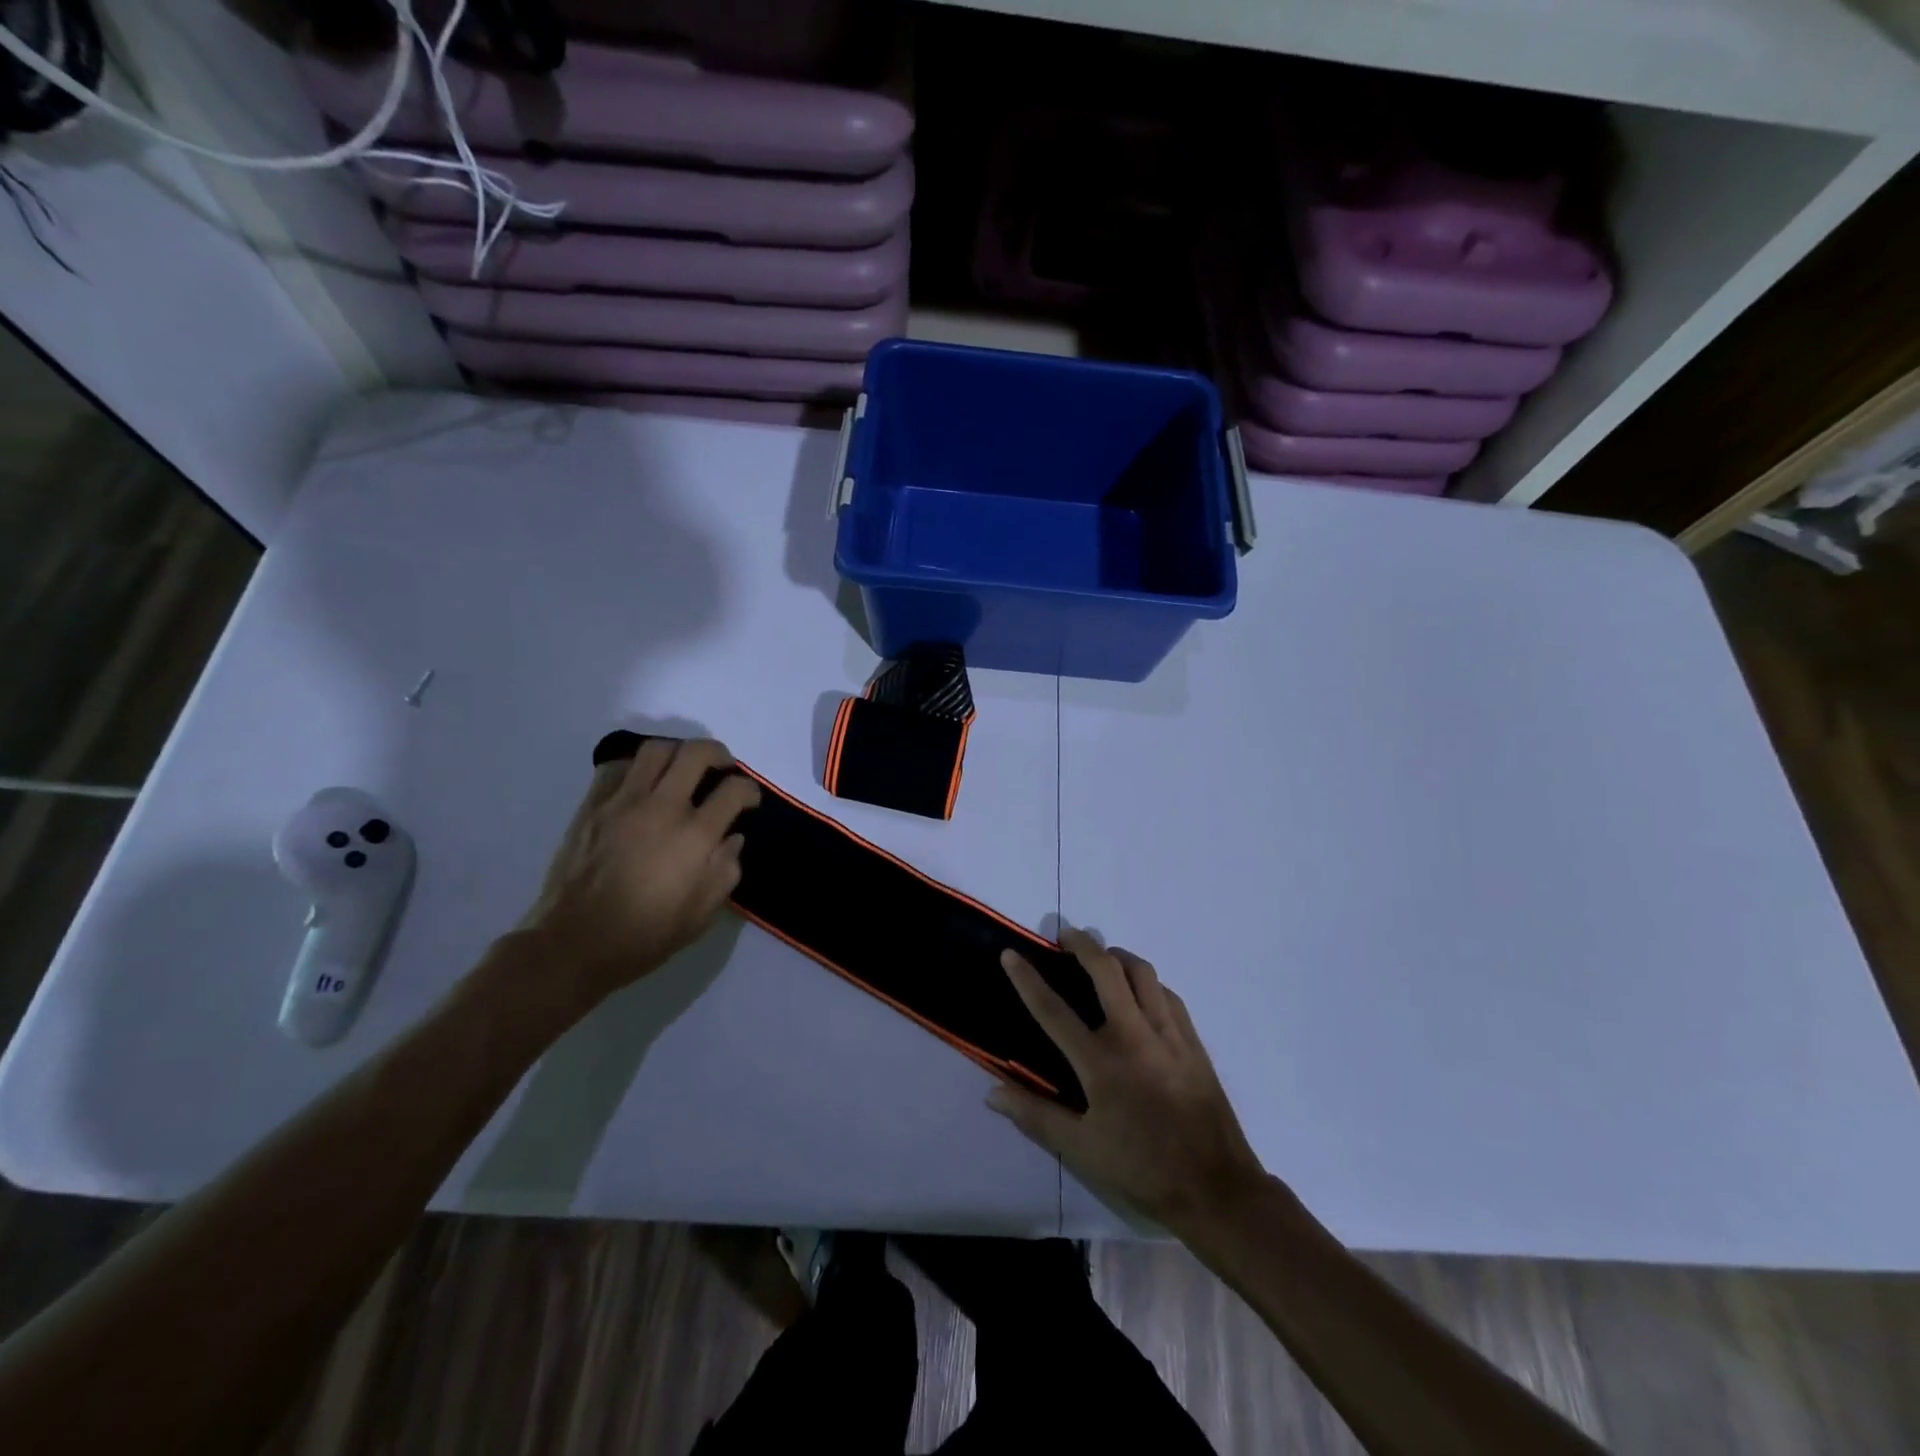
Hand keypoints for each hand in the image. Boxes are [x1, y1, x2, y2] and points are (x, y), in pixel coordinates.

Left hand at [519, 738, 759, 1010]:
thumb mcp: (703, 914)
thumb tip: (732, 838)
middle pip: (697, 753)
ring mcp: (623, 802)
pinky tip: (642, 784)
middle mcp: (662, 807)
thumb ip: (726, 869)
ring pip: (656, 749)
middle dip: (719, 754)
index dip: (750, 790)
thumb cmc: (646, 934)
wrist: (575, 943)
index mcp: (695, 835)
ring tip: (682, 768)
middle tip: (723, 768)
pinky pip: (616, 767)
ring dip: (677, 752)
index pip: (734, 790)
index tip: (750, 801)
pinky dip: (636, 767)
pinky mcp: (593, 806)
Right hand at [991, 928, 1267, 1237]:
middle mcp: (1134, 1036)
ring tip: (1102, 956)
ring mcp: (1168, 1034)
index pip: (1054, 1010)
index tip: (1011, 953)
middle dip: (1082, 944)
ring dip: (1117, 956)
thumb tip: (992, 1093)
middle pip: (1106, 971)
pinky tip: (1141, 991)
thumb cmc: (1141, 1168)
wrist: (1216, 1187)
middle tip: (1065, 936)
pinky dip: (1148, 982)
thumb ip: (1035, 1116)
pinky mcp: (1193, 1041)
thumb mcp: (1081, 1149)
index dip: (1027, 979)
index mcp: (1101, 1062)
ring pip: (1142, 973)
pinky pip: (1167, 994)